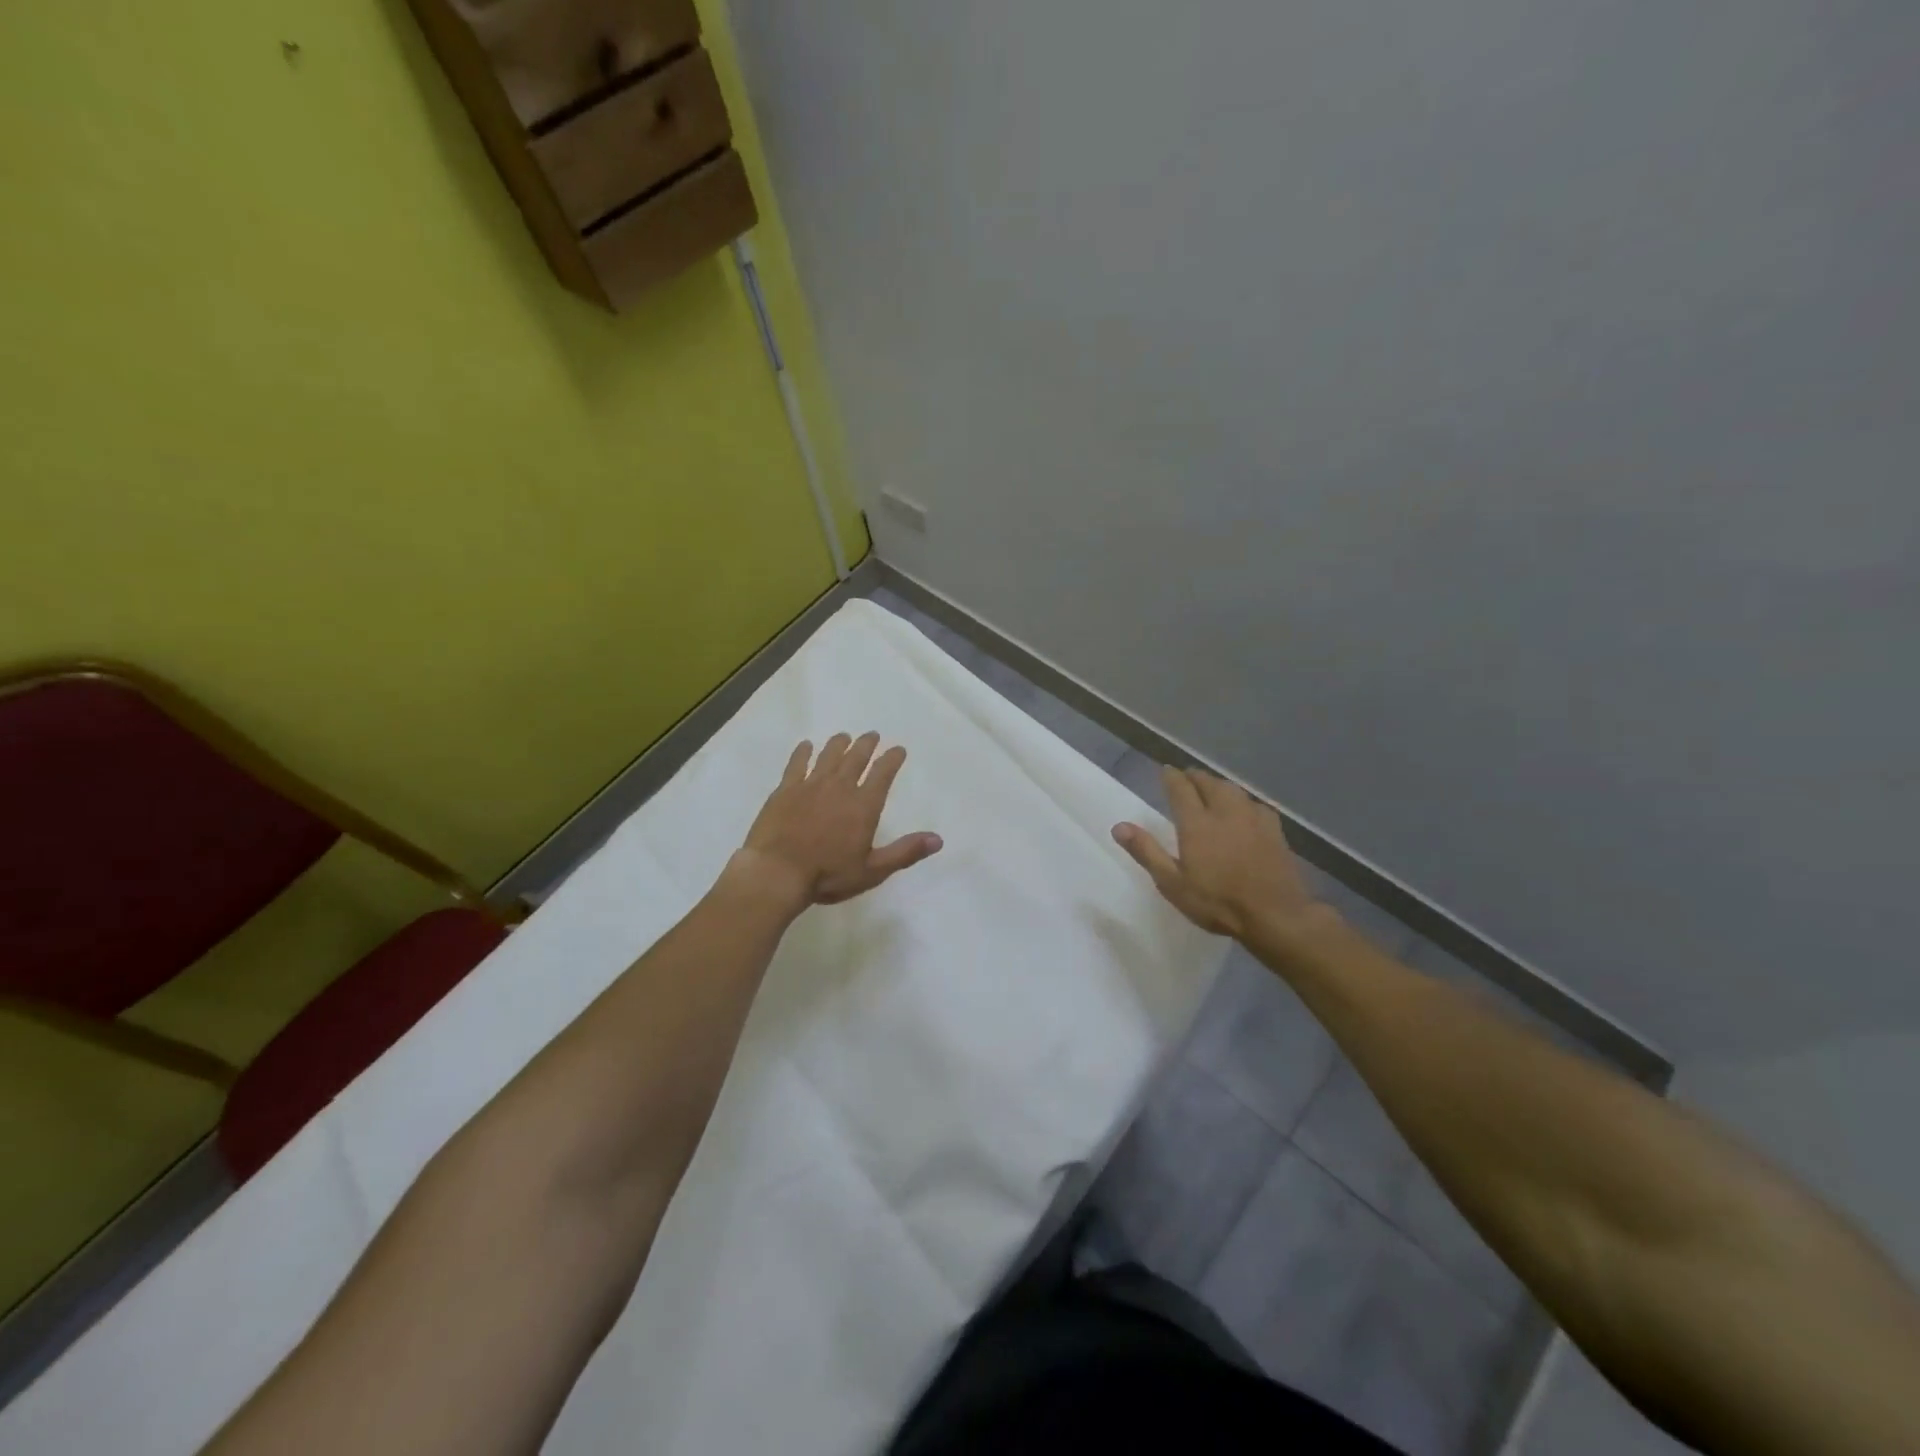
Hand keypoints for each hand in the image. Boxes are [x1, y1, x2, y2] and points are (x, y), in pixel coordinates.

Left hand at [735, 733, 942, 910]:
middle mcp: (840, 788)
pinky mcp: (785, 790)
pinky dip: (803, 753)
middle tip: (872, 735)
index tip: (898, 749)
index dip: (892, 759)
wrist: (777, 872)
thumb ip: (905, 852)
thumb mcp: (873, 870)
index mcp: (864, 806)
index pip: (883, 774)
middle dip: (867, 745)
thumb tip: (938, 839)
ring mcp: (810, 785)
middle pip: (856, 758)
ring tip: (844, 736)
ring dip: (838, 744)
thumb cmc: (828, 875)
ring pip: (828, 756)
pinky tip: (806, 746)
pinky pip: (797, 764)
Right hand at [1112, 766, 1325, 941]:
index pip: (1181, 788)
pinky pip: (1254, 804)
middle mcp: (1224, 811)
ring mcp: (1252, 818)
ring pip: (1232, 789)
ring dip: (1218, 784)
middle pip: (1208, 783)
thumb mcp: (1172, 883)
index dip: (1171, 777)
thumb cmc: (1217, 901)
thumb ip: (1147, 852)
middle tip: (1186, 777)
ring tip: (1211, 788)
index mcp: (1197, 822)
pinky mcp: (1274, 829)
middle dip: (1194, 777)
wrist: (1275, 915)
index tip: (1165, 771)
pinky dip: (1242, 800)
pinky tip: (1244, 809)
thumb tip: (1119, 826)